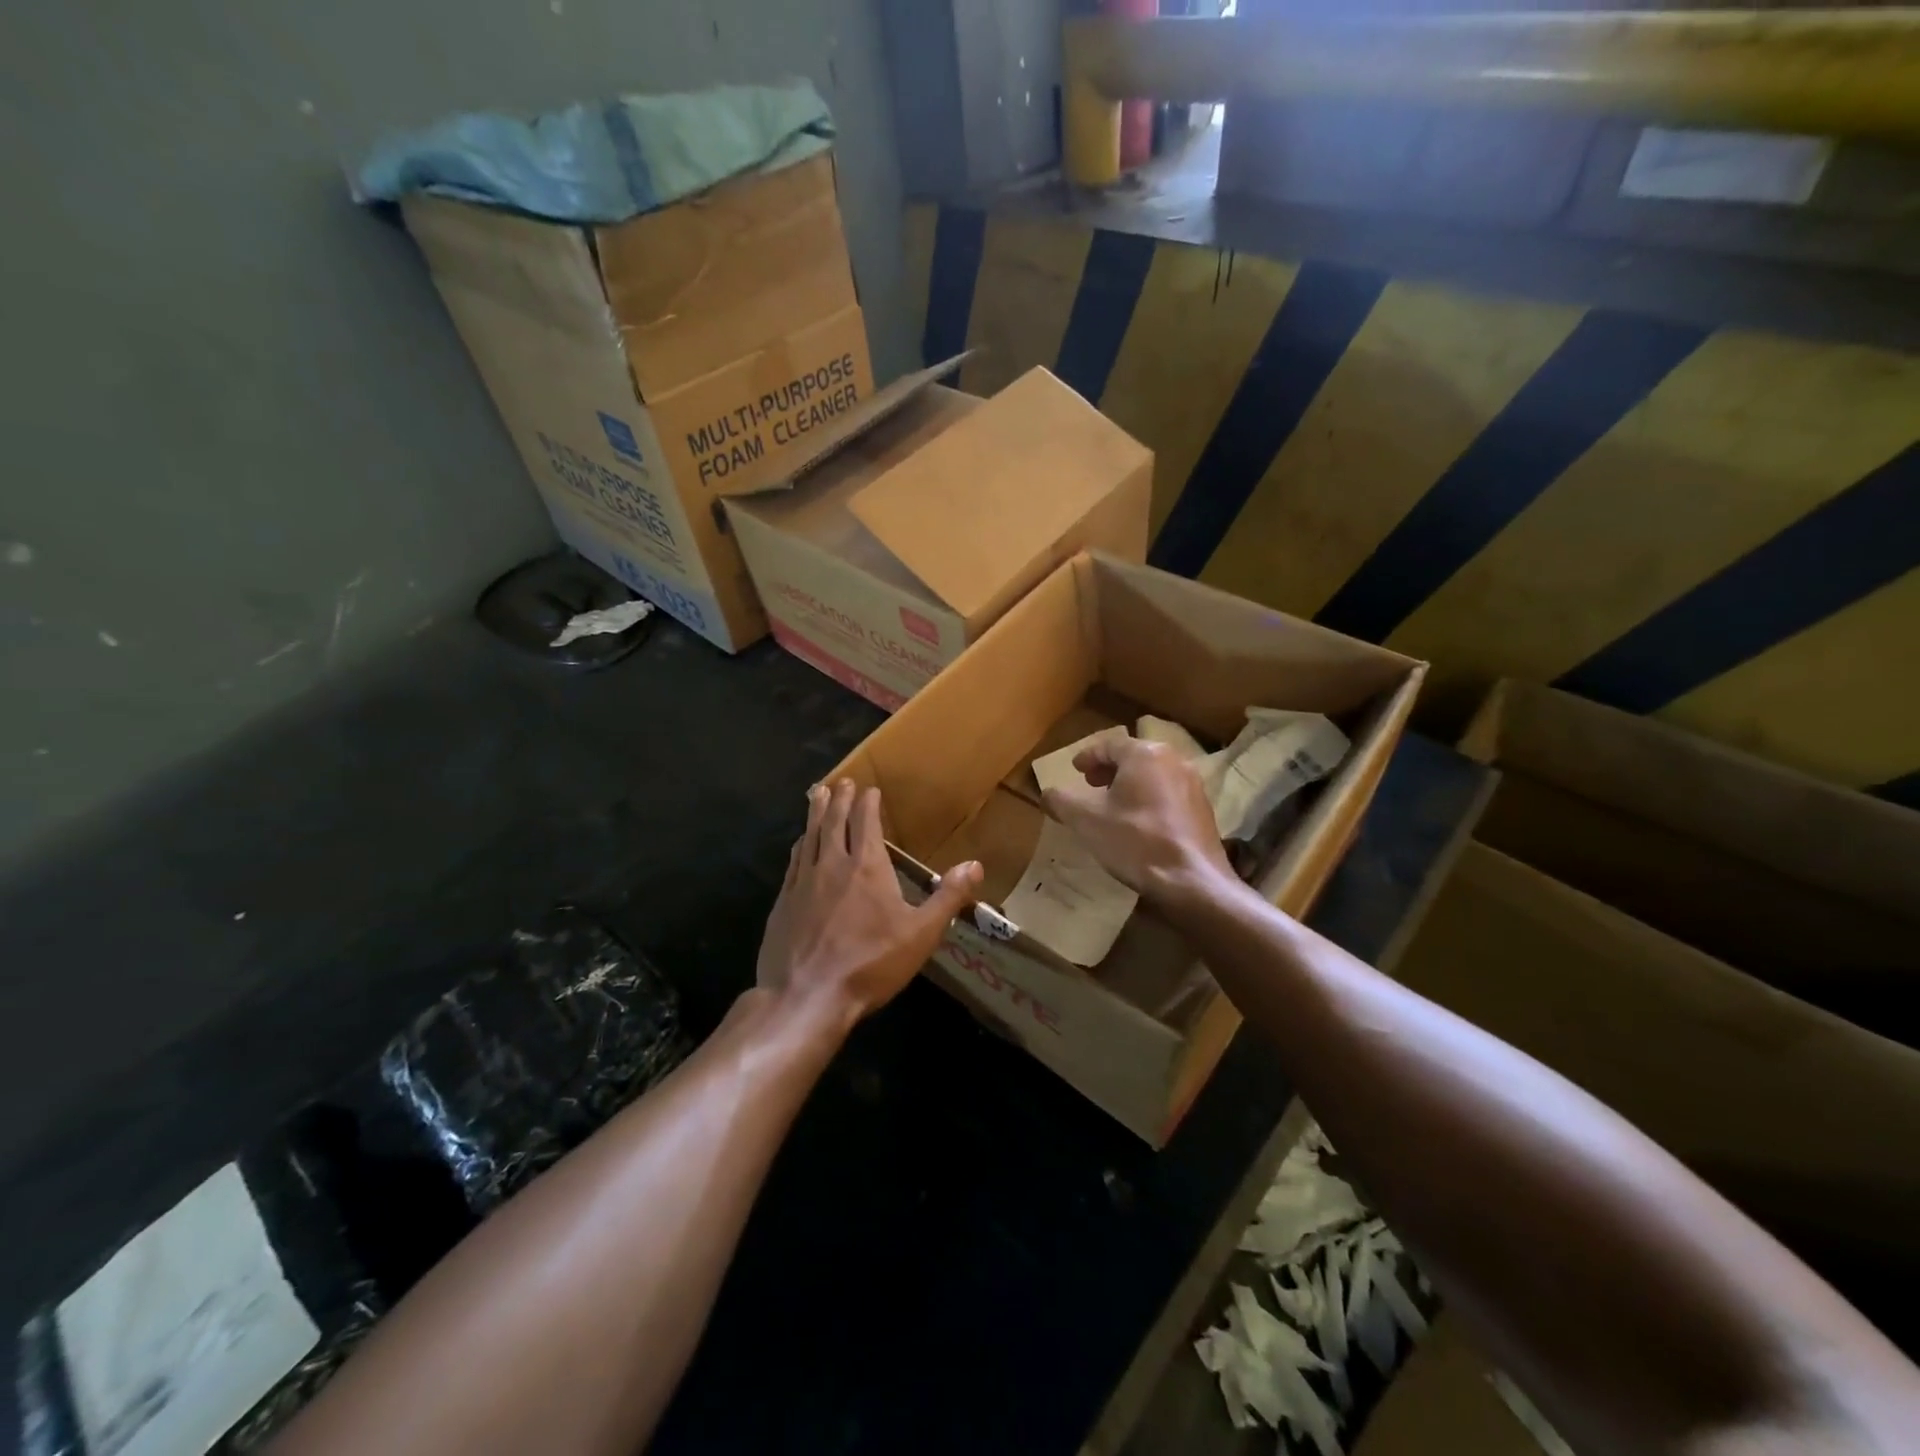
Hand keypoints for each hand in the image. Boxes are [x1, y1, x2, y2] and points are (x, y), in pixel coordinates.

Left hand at [756, 779, 982, 1030]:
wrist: (806, 997)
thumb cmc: (870, 964)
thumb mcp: (921, 934)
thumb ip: (948, 897)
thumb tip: (975, 865)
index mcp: (867, 867)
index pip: (866, 823)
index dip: (868, 804)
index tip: (869, 789)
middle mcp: (832, 865)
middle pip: (834, 822)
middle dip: (840, 799)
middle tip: (842, 781)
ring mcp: (803, 882)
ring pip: (810, 836)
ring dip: (816, 813)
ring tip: (817, 794)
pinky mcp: (783, 902)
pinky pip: (794, 861)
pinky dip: (800, 844)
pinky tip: (800, 842)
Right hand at [1042, 736, 1233, 904]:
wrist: (1191, 880)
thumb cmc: (1135, 841)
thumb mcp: (1086, 821)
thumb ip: (1062, 801)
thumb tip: (1046, 793)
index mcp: (1144, 754)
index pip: (1109, 745)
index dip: (1088, 756)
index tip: (1075, 769)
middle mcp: (1173, 760)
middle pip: (1134, 756)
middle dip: (1109, 768)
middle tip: (1091, 783)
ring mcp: (1193, 784)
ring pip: (1153, 774)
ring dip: (1130, 783)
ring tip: (1113, 803)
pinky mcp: (1203, 808)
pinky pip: (1169, 792)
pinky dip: (1149, 797)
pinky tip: (1139, 822)